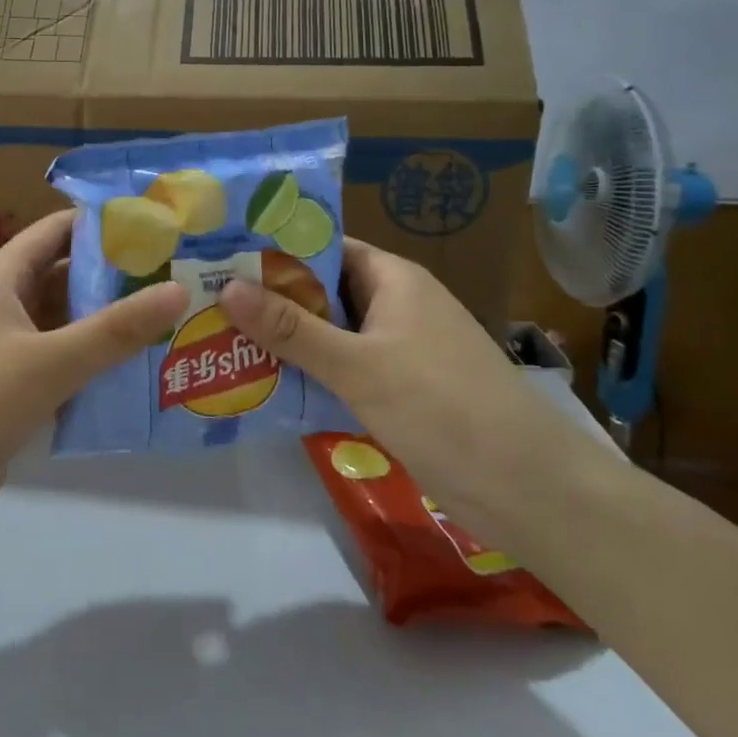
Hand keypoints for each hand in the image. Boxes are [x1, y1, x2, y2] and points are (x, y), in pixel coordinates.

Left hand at [0, 210, 187, 560]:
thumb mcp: (48, 362)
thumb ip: (116, 330)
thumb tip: (181, 288)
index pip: (56, 231)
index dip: (104, 223)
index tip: (161, 225)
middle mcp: (1, 308)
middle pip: (66, 278)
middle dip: (119, 278)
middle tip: (182, 277)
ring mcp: (3, 355)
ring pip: (66, 328)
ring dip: (111, 327)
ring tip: (175, 322)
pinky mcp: (9, 397)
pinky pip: (60, 370)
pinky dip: (94, 369)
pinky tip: (140, 377)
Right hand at [217, 238, 617, 544]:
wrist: (529, 489)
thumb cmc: (441, 407)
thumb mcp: (358, 365)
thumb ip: (290, 329)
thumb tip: (227, 288)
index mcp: (393, 279)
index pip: (325, 247)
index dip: (275, 250)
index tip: (222, 258)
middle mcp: (396, 305)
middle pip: (323, 291)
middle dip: (271, 299)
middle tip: (208, 304)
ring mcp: (401, 349)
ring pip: (332, 333)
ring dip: (288, 340)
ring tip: (222, 342)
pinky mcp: (402, 390)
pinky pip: (345, 369)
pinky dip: (312, 373)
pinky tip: (268, 385)